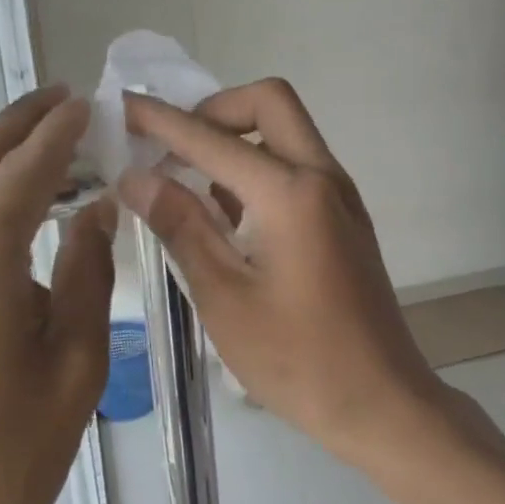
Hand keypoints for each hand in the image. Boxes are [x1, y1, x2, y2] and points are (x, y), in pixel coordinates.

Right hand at [120, 80, 442, 464]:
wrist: (381, 400)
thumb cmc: (298, 360)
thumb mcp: (225, 297)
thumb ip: (182, 227)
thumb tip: (137, 177)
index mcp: (291, 193)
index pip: (213, 139)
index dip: (161, 121)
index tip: (123, 106)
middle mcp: (323, 177)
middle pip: (270, 102)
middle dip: (215, 111)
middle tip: (172, 147)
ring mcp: (342, 195)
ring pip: (288, 132)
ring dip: (239, 138)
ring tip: (188, 182)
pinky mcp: (346, 217)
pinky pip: (299, 166)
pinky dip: (261, 168)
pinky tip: (228, 214)